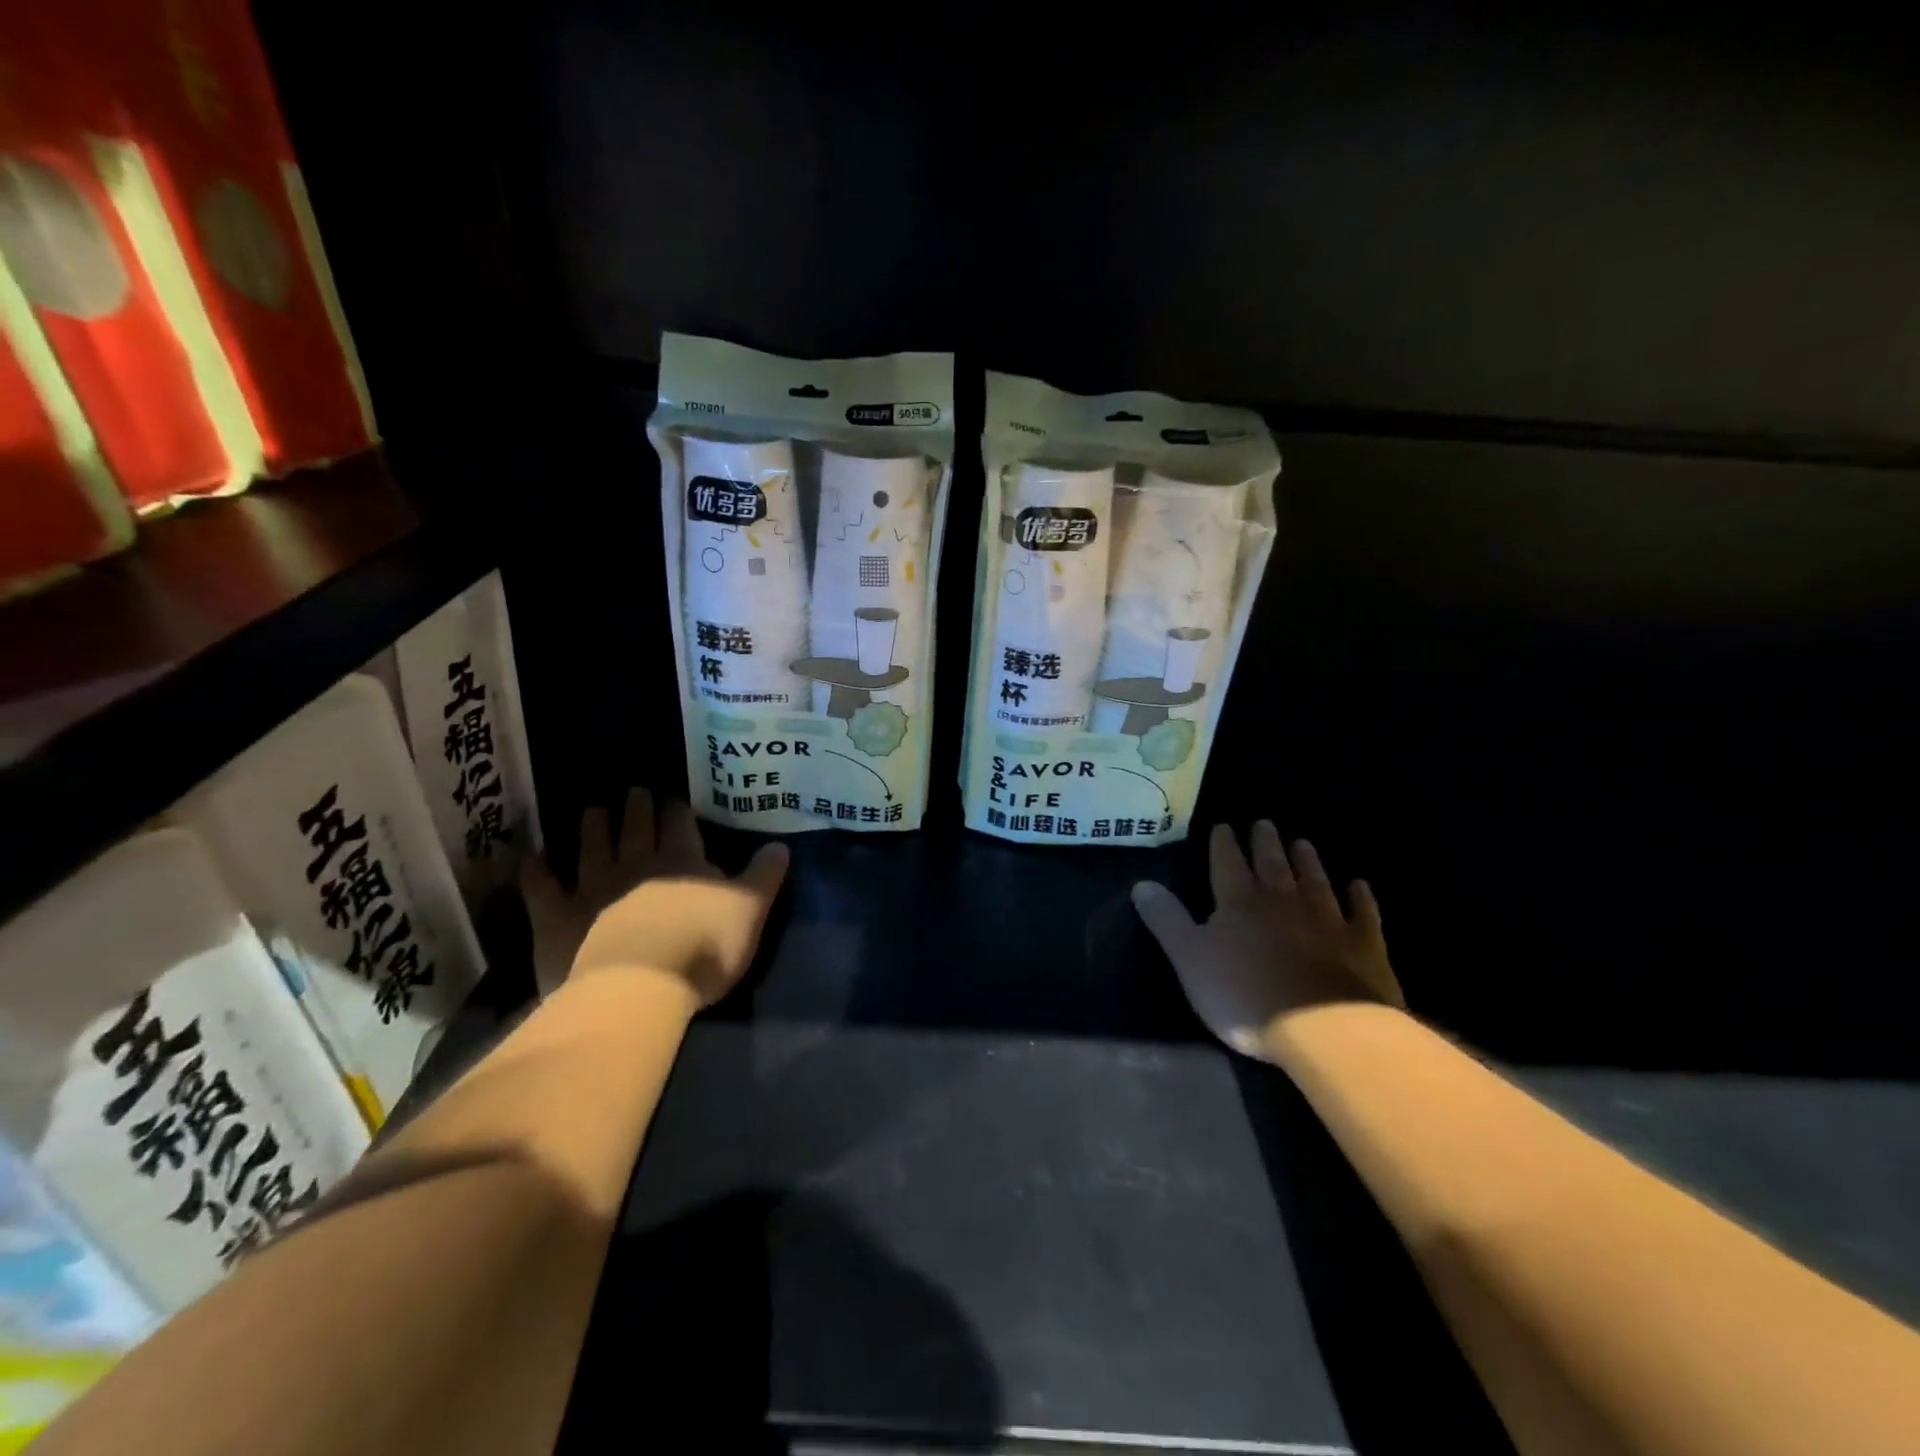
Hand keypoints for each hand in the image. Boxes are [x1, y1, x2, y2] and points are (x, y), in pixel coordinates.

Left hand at [522, 788, 788, 1006]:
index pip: (681, 824)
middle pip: (636, 827)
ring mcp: (593, 888)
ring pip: (592, 847)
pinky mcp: (558, 918)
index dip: (678, 811)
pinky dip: (536, 871)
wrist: (637, 990)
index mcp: (682, 861)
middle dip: (637, 808)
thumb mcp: (750, 912)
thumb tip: (780, 845)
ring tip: (593, 809)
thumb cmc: (702, 950)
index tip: (675, 800)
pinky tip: (530, 857)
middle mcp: (636, 864)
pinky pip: (543, 888)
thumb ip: (764, 876)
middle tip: (635, 791)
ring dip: (594, 827)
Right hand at [1131, 821, 1403, 1060]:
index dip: (1223, 844)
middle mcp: (1283, 901)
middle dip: (1265, 843)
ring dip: (1308, 861)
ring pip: (1315, 880)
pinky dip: (1360, 898)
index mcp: (1239, 903)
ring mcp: (1328, 920)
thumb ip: (1167, 920)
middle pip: (1273, 865)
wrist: (1325, 1029)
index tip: (1223, 826)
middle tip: (1265, 823)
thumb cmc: (1246, 995)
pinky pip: (1362, 913)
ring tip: (1302, 843)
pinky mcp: (1364, 945)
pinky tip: (1359, 885)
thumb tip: (1141, 883)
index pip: (1227, 863)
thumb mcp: (1189, 959)